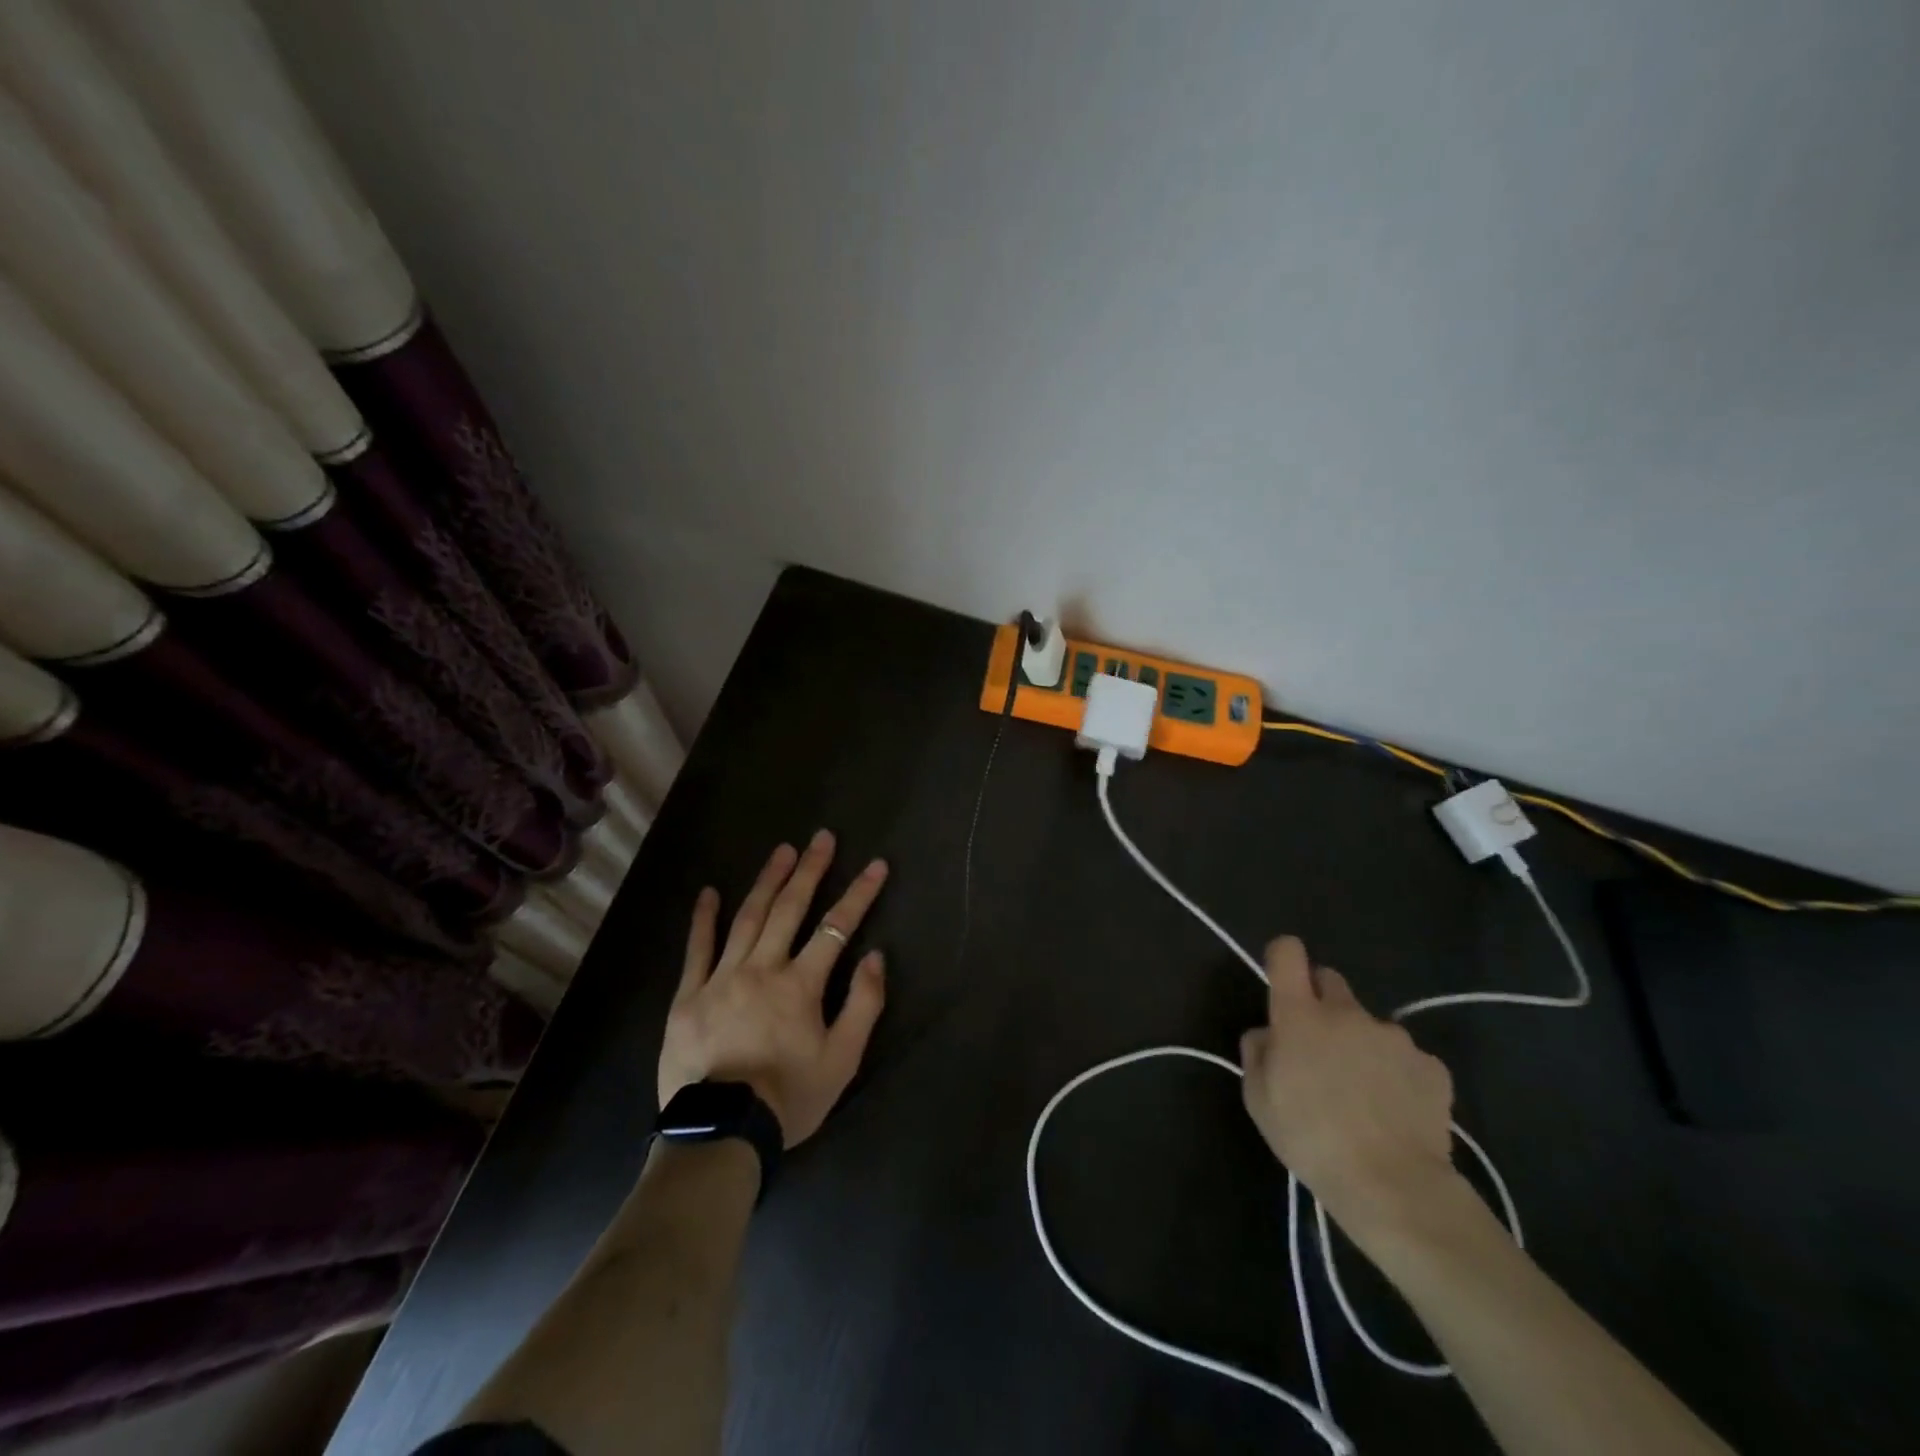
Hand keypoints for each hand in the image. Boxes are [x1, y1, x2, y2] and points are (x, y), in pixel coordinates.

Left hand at [659, 830, 887, 1147]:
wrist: (720, 1135)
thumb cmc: (788, 1098)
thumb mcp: (843, 1060)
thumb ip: (863, 1005)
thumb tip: (876, 956)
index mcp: (800, 984)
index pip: (837, 927)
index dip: (860, 893)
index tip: (876, 865)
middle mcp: (762, 968)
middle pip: (789, 909)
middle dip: (810, 870)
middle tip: (821, 838)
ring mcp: (721, 977)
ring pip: (748, 918)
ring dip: (767, 880)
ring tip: (782, 851)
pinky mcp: (688, 995)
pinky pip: (697, 949)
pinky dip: (704, 918)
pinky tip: (709, 892)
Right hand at [1239, 937, 1459, 1249]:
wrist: (1393, 1187)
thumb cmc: (1310, 1139)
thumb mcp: (1258, 1100)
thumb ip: (1257, 1053)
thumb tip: (1268, 1034)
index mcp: (1300, 1015)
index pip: (1288, 954)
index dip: (1283, 958)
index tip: (1282, 981)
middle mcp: (1347, 1013)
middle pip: (1330, 981)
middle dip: (1321, 1002)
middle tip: (1319, 1047)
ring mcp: (1394, 1037)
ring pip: (1369, 1025)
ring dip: (1361, 1044)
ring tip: (1363, 1094)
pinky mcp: (1432, 1066)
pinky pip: (1406, 1058)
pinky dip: (1397, 1074)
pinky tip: (1395, 1111)